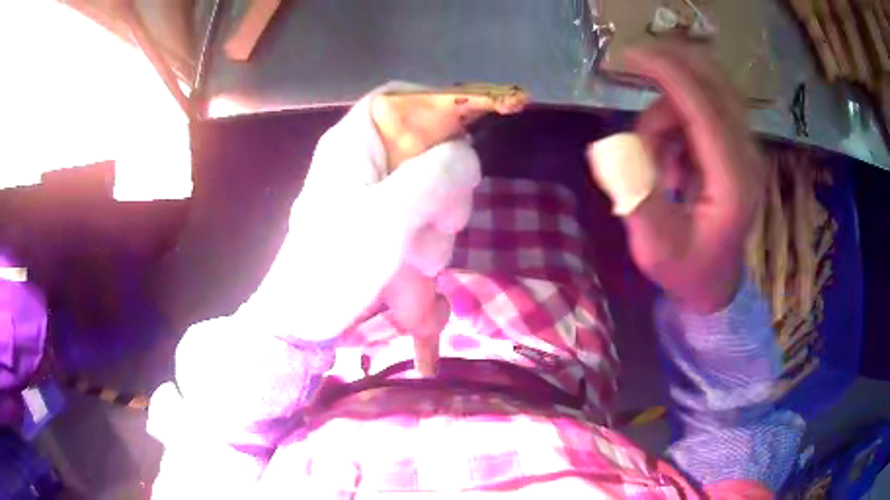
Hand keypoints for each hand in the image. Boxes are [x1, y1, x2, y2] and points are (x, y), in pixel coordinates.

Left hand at [240, 84, 479, 340]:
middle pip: (427, 146)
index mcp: (355, 141)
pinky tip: (415, 272)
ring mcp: (372, 193)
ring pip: (431, 189)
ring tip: (418, 262)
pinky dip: (426, 243)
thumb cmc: (335, 264)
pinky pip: (420, 219)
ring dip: (437, 226)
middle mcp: (364, 158)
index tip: (465, 143)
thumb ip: (437, 176)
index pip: (400, 96)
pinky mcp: (379, 223)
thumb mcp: (390, 217)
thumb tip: (468, 154)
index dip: (437, 108)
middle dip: (446, 187)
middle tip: (443, 223)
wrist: (303, 320)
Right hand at [602, 43, 764, 312]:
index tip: (629, 56)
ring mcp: (745, 150)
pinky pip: (705, 109)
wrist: (716, 284)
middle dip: (673, 64)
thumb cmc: (687, 270)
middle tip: (632, 62)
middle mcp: (747, 157)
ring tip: (652, 156)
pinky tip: (669, 158)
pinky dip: (678, 119)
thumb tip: (609, 148)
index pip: (704, 110)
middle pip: (717, 84)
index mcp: (733, 182)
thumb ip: (636, 197)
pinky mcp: (736, 148)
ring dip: (669, 108)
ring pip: (708, 93)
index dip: (669, 75)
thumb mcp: (655, 248)